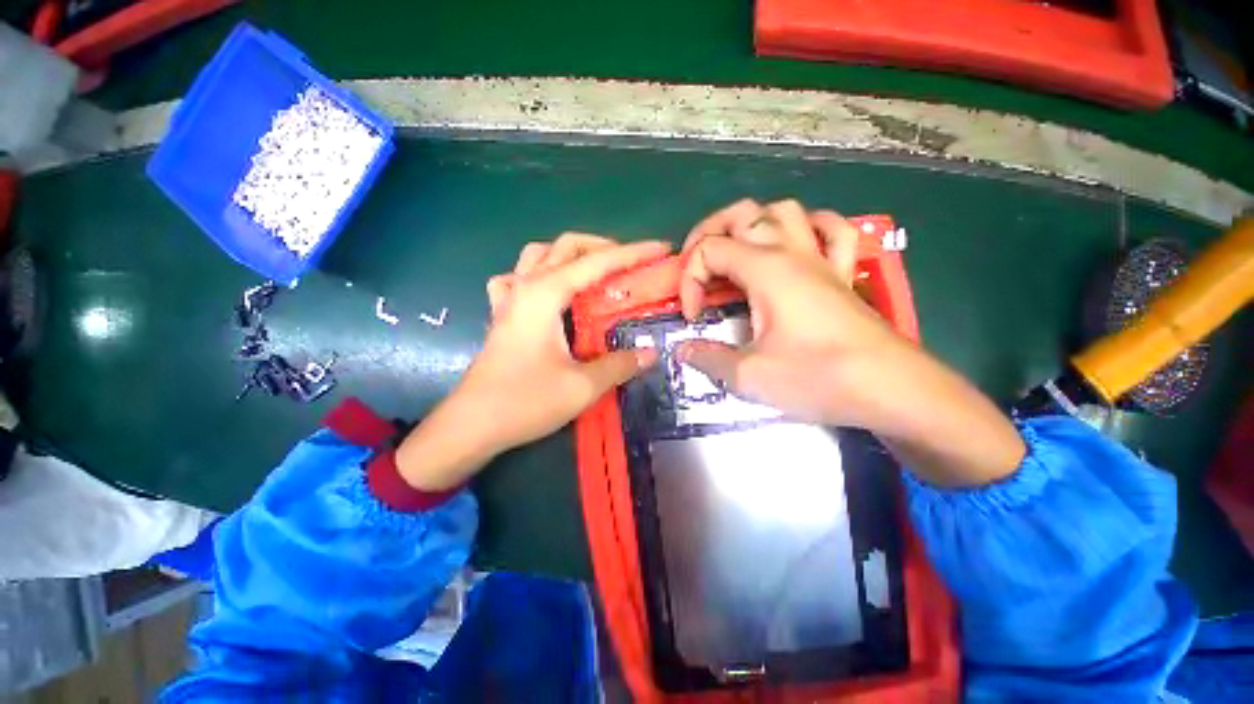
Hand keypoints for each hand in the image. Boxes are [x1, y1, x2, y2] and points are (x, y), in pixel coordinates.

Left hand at [397, 235, 667, 490]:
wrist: (472, 425)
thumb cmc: (525, 401)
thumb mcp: (582, 386)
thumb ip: (619, 365)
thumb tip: (649, 354)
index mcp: (545, 294)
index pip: (597, 263)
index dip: (633, 253)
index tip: (661, 249)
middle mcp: (525, 286)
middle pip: (566, 246)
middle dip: (603, 247)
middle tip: (630, 265)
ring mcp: (509, 298)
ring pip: (539, 255)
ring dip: (571, 256)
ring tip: (594, 274)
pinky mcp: (502, 315)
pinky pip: (518, 278)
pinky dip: (539, 274)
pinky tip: (549, 292)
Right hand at [677, 198, 905, 426]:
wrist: (891, 390)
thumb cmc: (818, 377)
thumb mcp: (750, 375)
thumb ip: (708, 359)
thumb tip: (684, 350)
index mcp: (766, 269)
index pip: (710, 250)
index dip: (689, 280)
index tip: (693, 317)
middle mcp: (793, 252)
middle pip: (743, 213)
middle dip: (708, 233)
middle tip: (698, 268)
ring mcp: (822, 259)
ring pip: (784, 210)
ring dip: (753, 225)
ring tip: (738, 255)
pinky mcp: (843, 274)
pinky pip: (830, 231)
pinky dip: (808, 228)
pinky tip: (796, 247)